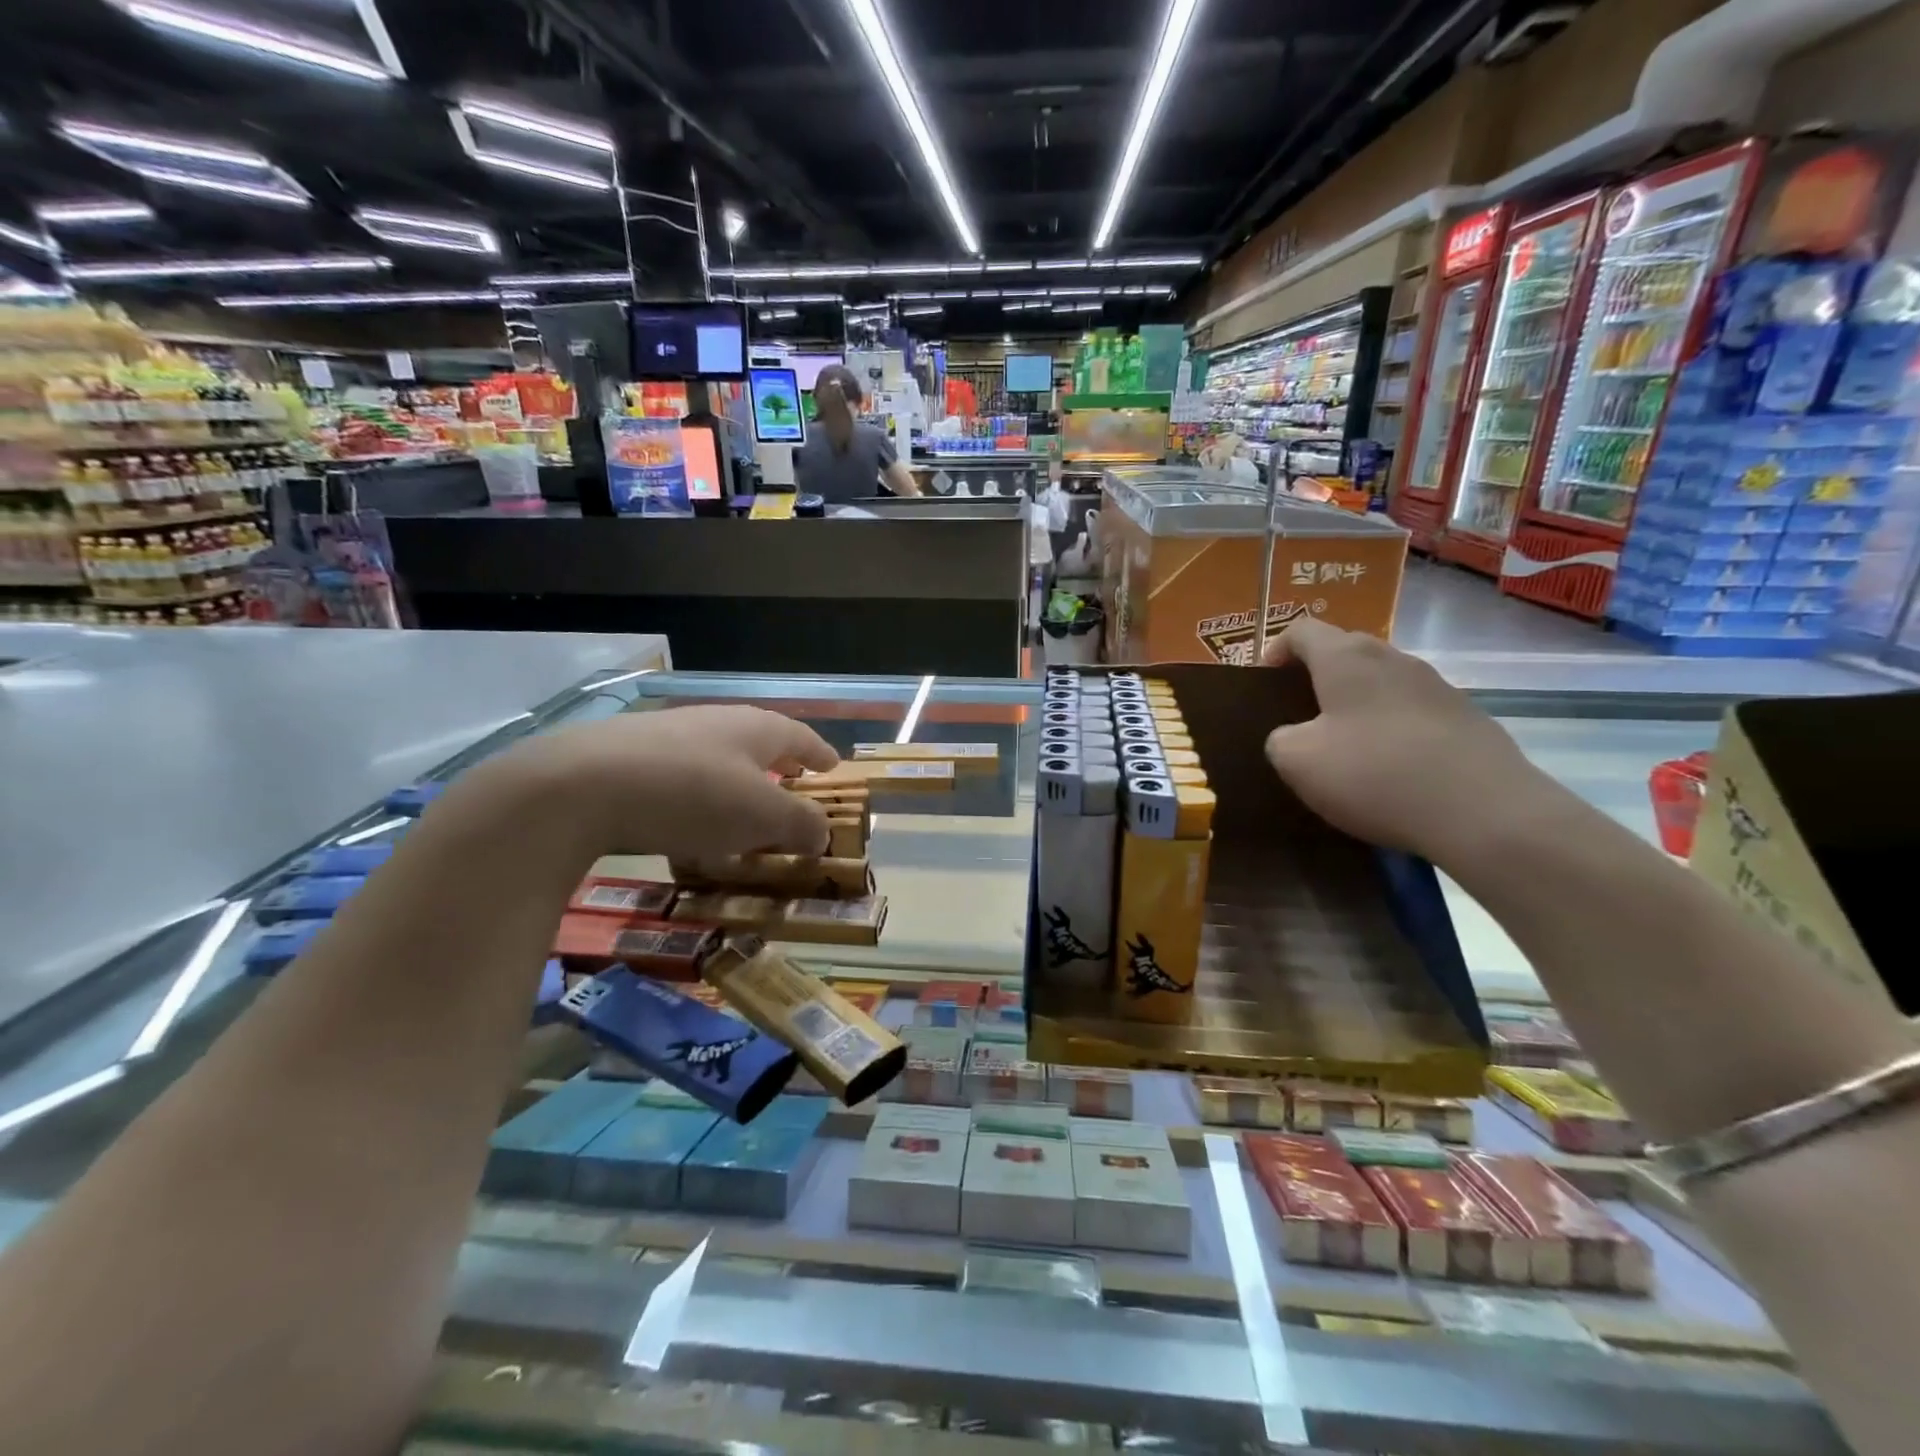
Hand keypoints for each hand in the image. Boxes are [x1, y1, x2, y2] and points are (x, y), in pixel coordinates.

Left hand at [505, 705, 839, 862]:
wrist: (581, 786)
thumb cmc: (693, 795)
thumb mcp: (762, 816)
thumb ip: (800, 823)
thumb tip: (823, 831)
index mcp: (754, 728)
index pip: (800, 736)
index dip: (819, 754)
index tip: (834, 767)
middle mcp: (714, 722)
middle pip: (757, 742)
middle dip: (777, 765)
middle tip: (791, 786)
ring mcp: (667, 736)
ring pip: (715, 758)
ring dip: (735, 784)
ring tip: (740, 814)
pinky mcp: (627, 757)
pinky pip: (679, 777)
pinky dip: (695, 798)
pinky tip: (684, 826)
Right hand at [1261, 619, 1552, 861]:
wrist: (1484, 812)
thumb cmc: (1374, 774)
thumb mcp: (1297, 761)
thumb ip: (1279, 738)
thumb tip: (1293, 735)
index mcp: (1346, 658)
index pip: (1302, 630)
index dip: (1275, 651)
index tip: (1264, 685)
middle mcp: (1393, 658)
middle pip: (1344, 652)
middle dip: (1315, 678)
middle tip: (1297, 718)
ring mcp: (1436, 686)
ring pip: (1380, 683)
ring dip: (1355, 705)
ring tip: (1342, 748)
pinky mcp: (1465, 718)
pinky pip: (1411, 712)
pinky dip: (1390, 729)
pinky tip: (1388, 770)